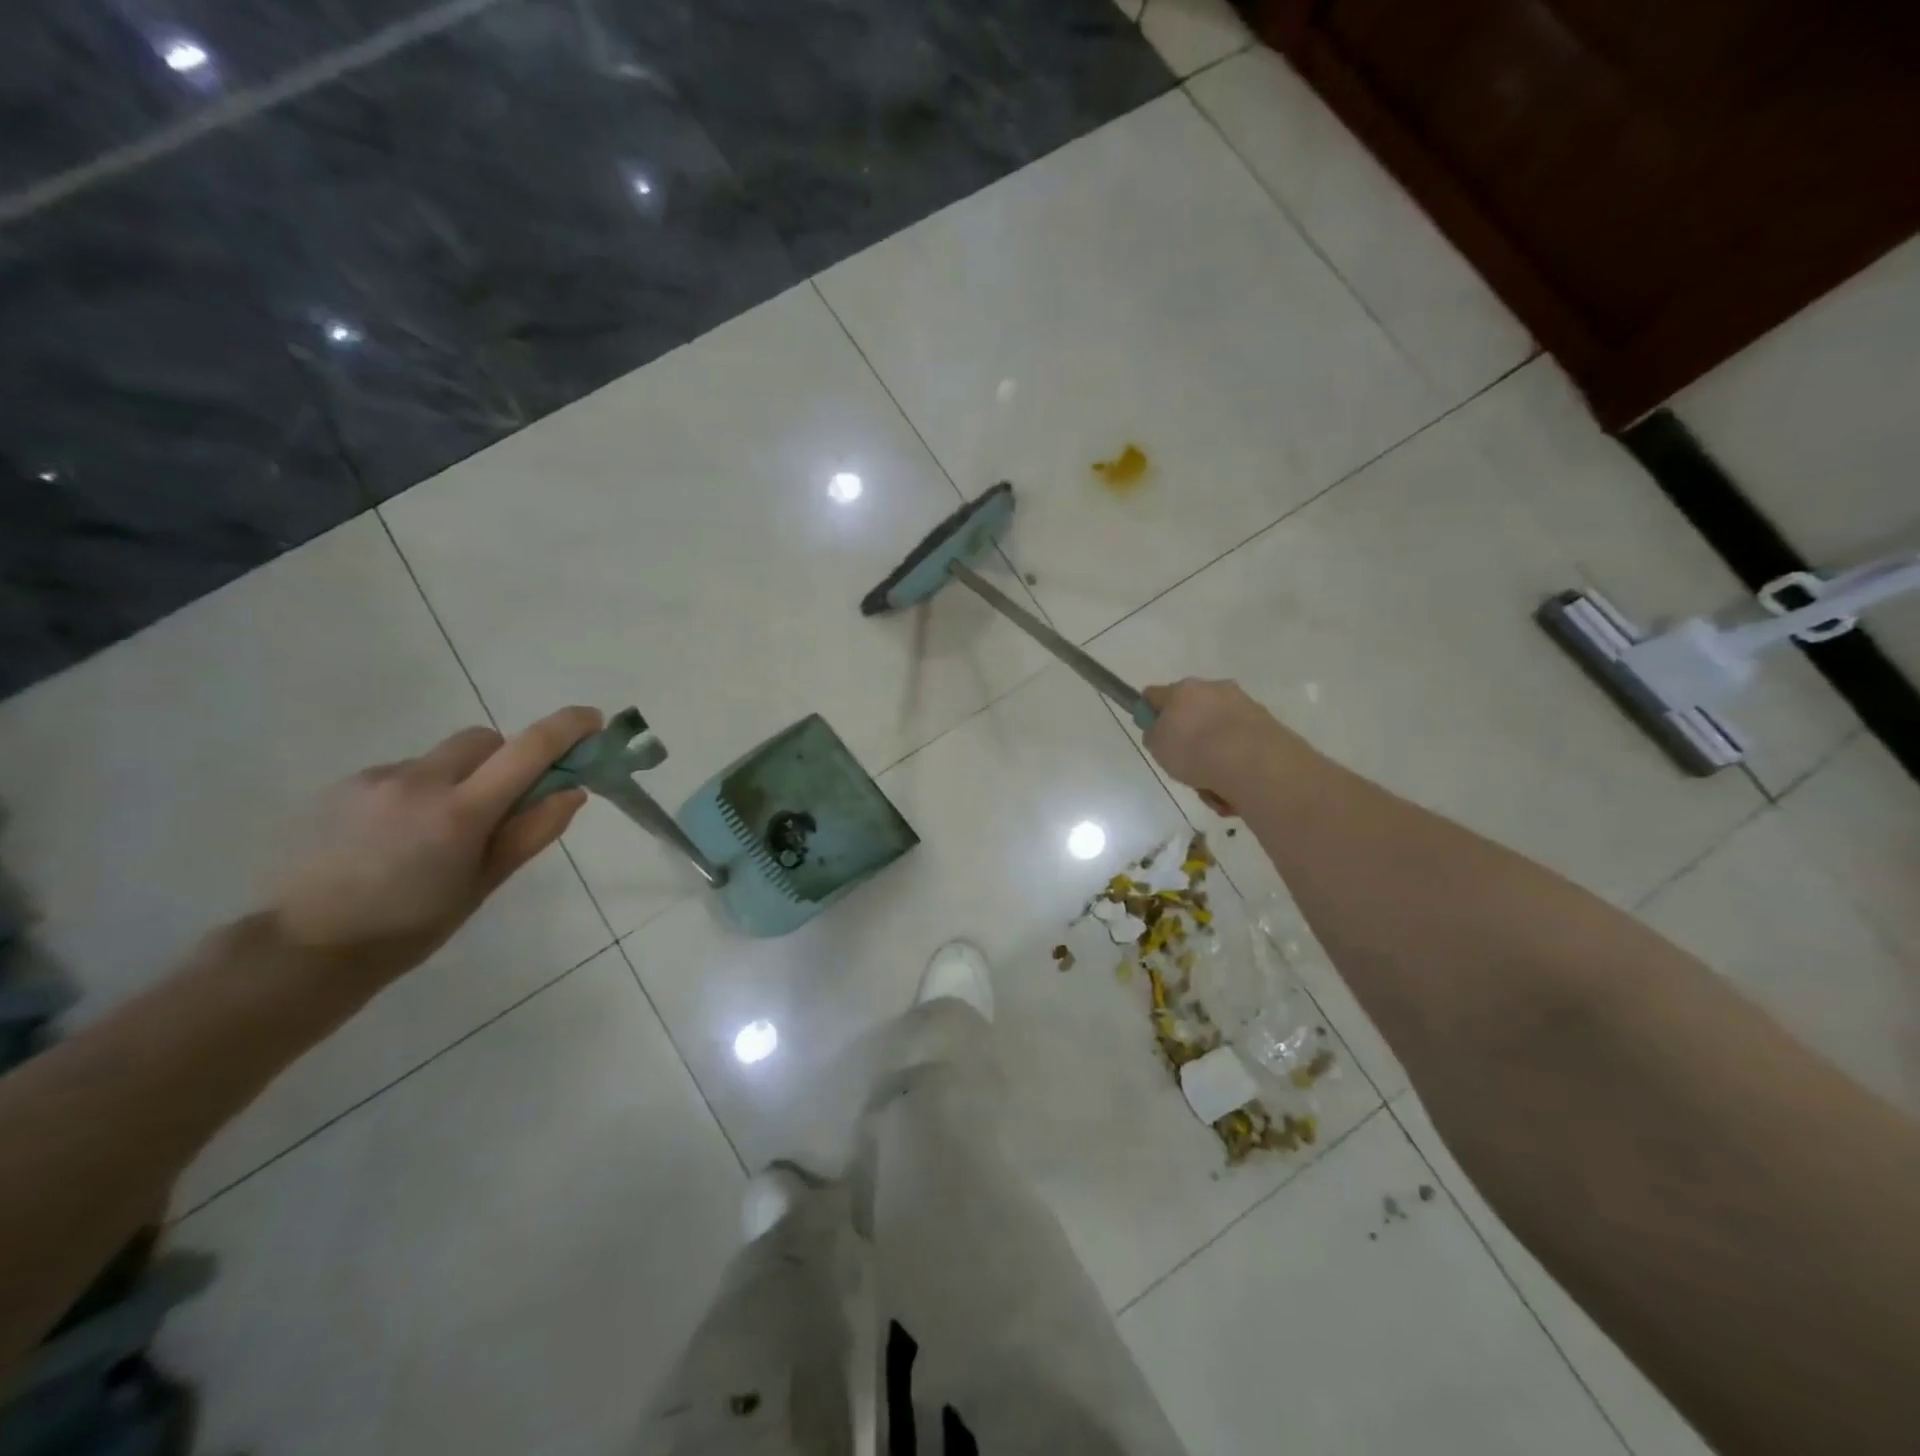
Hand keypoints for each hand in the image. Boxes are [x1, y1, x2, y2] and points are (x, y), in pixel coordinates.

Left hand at [268, 706, 602, 988]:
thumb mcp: (484, 883)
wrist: (306, 948)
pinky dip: (422, 791)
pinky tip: (401, 835)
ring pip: (443, 757)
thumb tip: (572, 791)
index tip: (592, 721)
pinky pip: (405, 772)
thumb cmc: (413, 926)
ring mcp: (377, 779)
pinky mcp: (346, 785)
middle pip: (484, 740)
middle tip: (505, 802)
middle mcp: (420, 781)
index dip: (566, 727)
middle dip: (507, 759)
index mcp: (461, 811)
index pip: (528, 749)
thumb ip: (532, 832)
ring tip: (440, 832)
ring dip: (461, 777)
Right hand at [1142, 678, 1298, 814]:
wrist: (1252, 762)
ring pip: (1218, 731)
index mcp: (1183, 689)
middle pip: (1192, 712)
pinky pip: (1240, 746)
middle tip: (1184, 763)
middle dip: (1188, 735)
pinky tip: (1232, 786)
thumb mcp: (1156, 745)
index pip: (1155, 695)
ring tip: (1211, 784)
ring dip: (1213, 754)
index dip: (1150, 713)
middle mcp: (1214, 689)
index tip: (1152, 734)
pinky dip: (1235, 763)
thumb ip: (1154, 733)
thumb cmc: (1194, 750)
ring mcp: (1244, 706)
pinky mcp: (1267, 726)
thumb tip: (1160, 728)